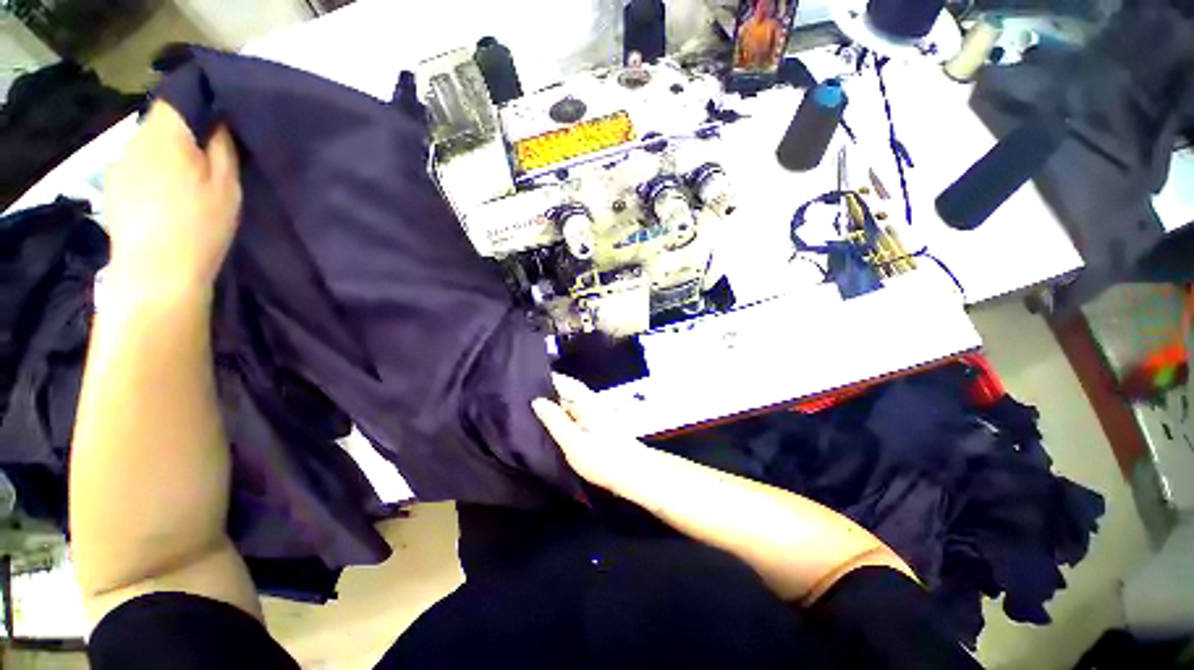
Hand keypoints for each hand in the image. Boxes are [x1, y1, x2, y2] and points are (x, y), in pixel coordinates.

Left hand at [104, 101, 240, 297]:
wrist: (156, 273)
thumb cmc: (200, 226)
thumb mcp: (227, 187)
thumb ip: (222, 147)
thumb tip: (218, 120)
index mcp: (165, 136)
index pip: (177, 100)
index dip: (197, 105)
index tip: (218, 123)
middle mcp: (135, 141)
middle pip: (161, 124)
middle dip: (183, 134)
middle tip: (207, 159)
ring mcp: (118, 165)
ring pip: (147, 146)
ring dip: (166, 155)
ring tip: (184, 182)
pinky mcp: (112, 187)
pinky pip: (136, 166)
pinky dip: (151, 173)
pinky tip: (163, 198)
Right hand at [532, 374, 645, 489]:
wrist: (633, 474)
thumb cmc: (602, 457)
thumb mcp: (572, 441)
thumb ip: (554, 420)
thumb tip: (537, 401)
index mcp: (586, 400)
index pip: (563, 382)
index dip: (546, 379)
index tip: (525, 381)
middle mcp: (591, 402)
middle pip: (566, 393)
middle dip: (547, 395)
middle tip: (522, 402)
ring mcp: (595, 414)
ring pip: (570, 406)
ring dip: (555, 409)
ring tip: (531, 414)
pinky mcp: (597, 427)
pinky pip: (575, 417)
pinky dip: (563, 420)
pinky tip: (552, 428)